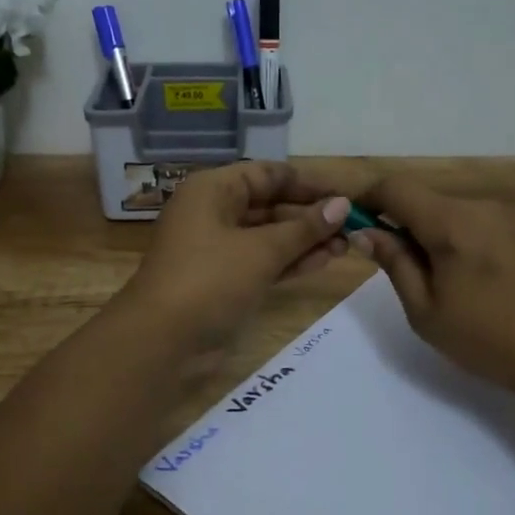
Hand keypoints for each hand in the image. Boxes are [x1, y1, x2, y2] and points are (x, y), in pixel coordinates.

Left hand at [121, 162, 350, 358]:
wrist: (162, 340)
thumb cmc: (210, 280)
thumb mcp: (261, 250)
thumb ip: (304, 228)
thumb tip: (342, 205)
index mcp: (213, 190)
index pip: (268, 174)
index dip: (308, 183)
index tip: (345, 195)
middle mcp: (213, 212)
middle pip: (269, 204)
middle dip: (310, 215)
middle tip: (352, 226)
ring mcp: (217, 248)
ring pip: (268, 236)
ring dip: (305, 240)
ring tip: (347, 246)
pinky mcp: (223, 279)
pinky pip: (262, 261)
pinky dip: (289, 261)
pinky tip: (324, 262)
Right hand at [350, 177, 514, 394]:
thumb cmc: (488, 337)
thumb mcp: (426, 310)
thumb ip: (394, 263)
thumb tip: (367, 232)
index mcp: (450, 221)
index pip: (395, 187)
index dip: (366, 199)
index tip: (350, 225)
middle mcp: (478, 209)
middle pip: (422, 200)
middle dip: (395, 222)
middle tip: (385, 267)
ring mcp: (504, 222)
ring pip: (447, 215)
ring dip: (424, 236)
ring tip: (425, 284)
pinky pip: (471, 228)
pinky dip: (451, 244)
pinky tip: (461, 285)